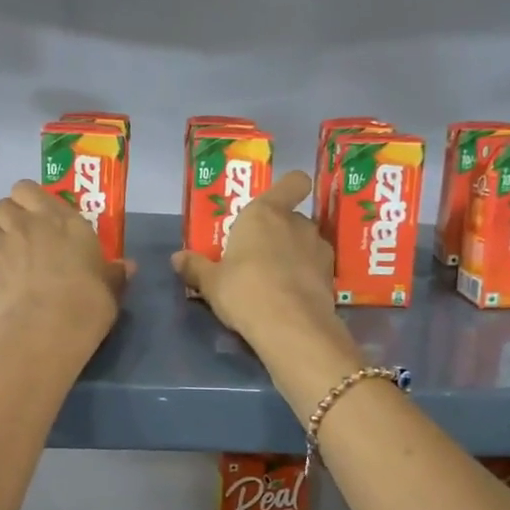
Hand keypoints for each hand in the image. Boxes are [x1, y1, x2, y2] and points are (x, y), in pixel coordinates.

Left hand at [0, 180, 131, 353]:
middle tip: (25, 235)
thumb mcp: (110, 288)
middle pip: (2, 205)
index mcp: (60, 219)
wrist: (45, 331)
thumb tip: (126, 266)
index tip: (42, 214)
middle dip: (10, 216)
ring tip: (11, 258)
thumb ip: (114, 273)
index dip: (30, 199)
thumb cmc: (87, 302)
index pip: (28, 188)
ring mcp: (1, 248)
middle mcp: (26, 225)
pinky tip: (6, 285)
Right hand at [171, 170, 351, 359]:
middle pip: (292, 217)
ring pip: (306, 243)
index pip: (294, 182)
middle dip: (279, 232)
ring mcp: (319, 249)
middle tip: (258, 254)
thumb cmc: (244, 291)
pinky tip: (290, 298)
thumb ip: (196, 267)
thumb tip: (178, 258)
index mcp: (265, 213)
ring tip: (276, 280)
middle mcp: (297, 223)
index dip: (288, 189)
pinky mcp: (331, 277)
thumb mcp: (211, 283)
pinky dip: (306, 278)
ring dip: (294, 255)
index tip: (274, 204)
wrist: (291, 327)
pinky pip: (315, 269)